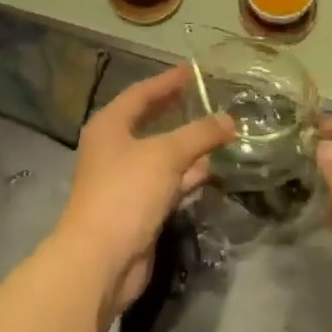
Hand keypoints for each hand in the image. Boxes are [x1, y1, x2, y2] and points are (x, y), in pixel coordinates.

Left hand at [52, 65, 235, 316]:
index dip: (168, 81)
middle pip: (150, 121)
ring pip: (161, 154)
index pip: (142, 93)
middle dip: (178, 111)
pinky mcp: (137, 208)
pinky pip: (166, 181)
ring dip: (188, 145)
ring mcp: (124, 180)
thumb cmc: (127, 192)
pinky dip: (187, 174)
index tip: (193, 70)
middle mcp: (114, 148)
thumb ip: (200, 134)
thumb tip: (230, 119)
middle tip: (205, 98)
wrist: (101, 260)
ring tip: (218, 132)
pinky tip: (210, 170)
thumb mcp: (166, 155)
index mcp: (110, 125)